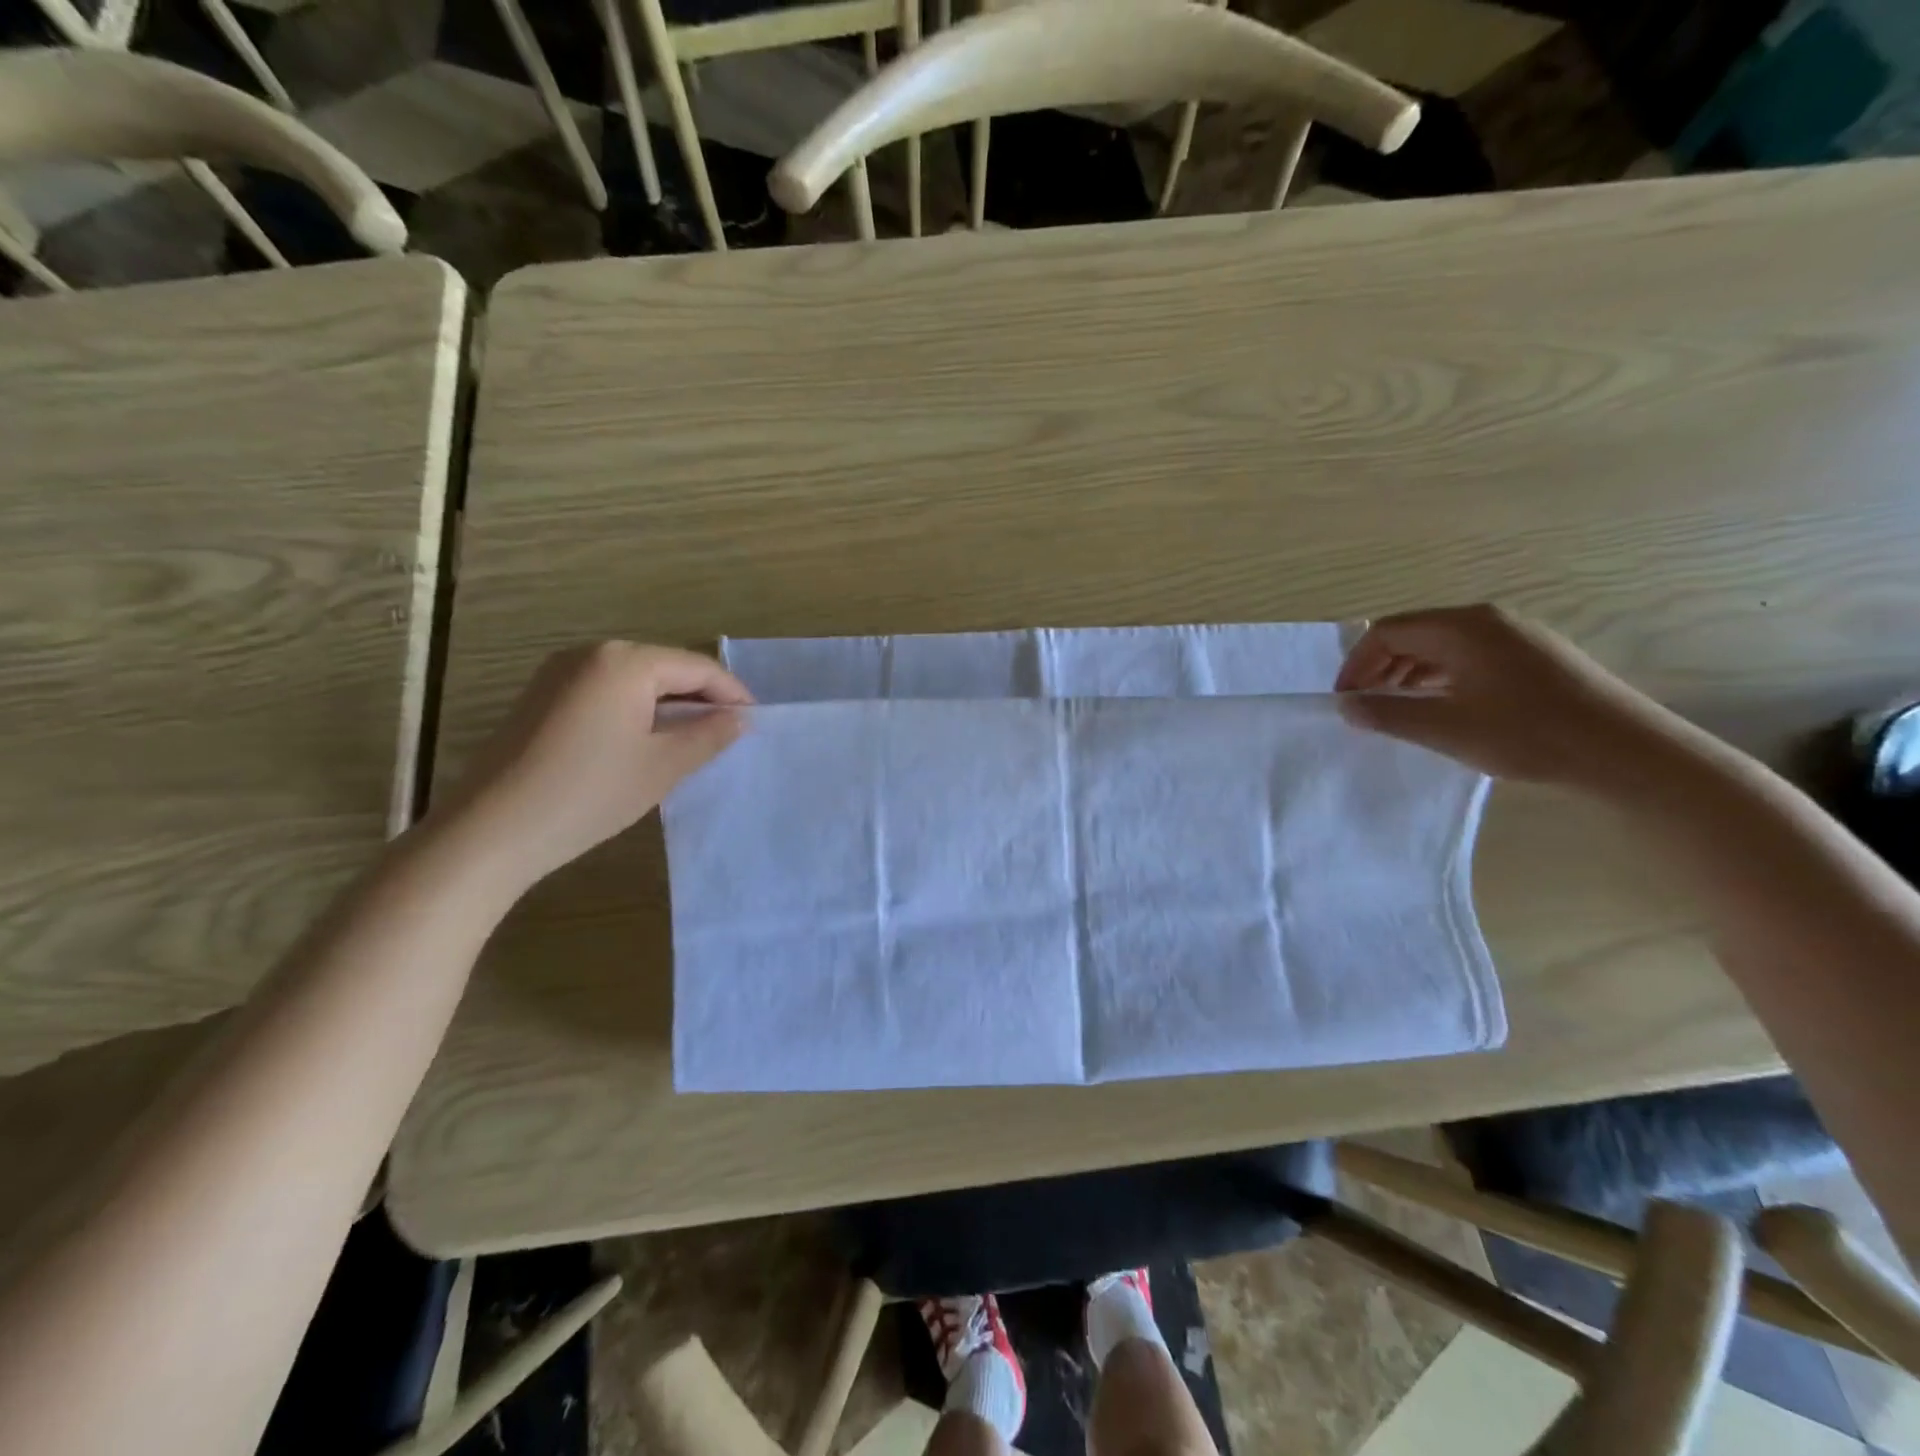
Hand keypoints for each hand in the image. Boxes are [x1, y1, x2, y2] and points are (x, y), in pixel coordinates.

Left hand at [433, 642, 750, 888]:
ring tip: (695, 737)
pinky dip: (636, 709)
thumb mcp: (662, 766)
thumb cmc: (588, 794)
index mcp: (624, 661)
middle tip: (729, 730)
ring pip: (635, 679)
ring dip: (669, 703)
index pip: (696, 667)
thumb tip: (739, 718)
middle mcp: (591, 653)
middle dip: (701, 696)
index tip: (756, 720)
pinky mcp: (542, 696)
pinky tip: (646, 739)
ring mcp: (560, 673)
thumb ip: (708, 735)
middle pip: (664, 667)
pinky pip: (606, 690)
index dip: (731, 692)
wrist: (491, 832)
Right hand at [1334, 604, 1683, 788]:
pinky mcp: (1534, 655)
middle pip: (1414, 633)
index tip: (1345, 700)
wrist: (1626, 752)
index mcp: (1463, 627)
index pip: (1388, 632)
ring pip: (1441, 646)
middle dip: (1380, 668)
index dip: (1357, 664)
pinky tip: (1441, 707)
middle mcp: (1487, 619)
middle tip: (1365, 707)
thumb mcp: (1446, 729)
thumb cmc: (1528, 734)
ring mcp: (1515, 634)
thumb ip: (1388, 715)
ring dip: (1408, 674)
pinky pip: (1469, 656)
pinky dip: (1440, 677)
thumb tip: (1347, 706)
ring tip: (1397, 710)